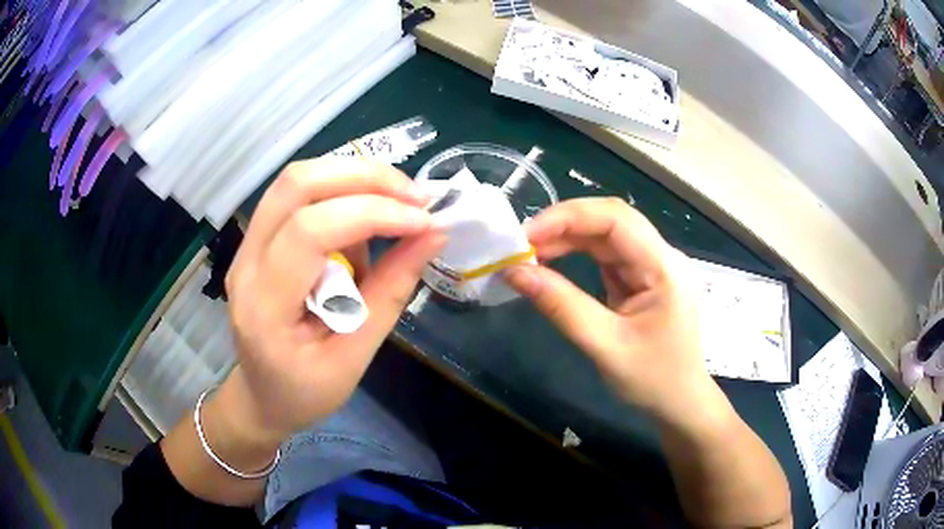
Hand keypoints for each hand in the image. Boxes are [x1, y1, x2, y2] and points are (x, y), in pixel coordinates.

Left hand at [218, 158, 444, 447]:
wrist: (261, 397)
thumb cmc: (305, 392)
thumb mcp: (354, 357)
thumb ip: (390, 294)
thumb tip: (432, 236)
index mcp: (264, 305)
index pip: (309, 231)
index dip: (372, 213)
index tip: (423, 221)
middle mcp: (246, 262)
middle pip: (297, 183)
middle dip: (364, 177)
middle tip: (415, 196)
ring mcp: (247, 246)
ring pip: (298, 180)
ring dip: (355, 181)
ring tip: (395, 213)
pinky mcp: (258, 239)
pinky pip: (300, 196)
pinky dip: (342, 197)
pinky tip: (363, 233)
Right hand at [505, 198, 711, 420]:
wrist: (680, 401)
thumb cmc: (653, 379)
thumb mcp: (605, 346)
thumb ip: (561, 306)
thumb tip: (514, 272)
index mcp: (664, 267)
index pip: (616, 219)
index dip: (569, 217)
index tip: (527, 235)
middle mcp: (660, 255)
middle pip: (610, 220)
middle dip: (564, 225)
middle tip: (521, 245)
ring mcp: (651, 265)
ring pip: (605, 235)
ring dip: (566, 238)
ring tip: (529, 252)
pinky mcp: (640, 277)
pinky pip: (605, 254)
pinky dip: (575, 253)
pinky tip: (551, 260)